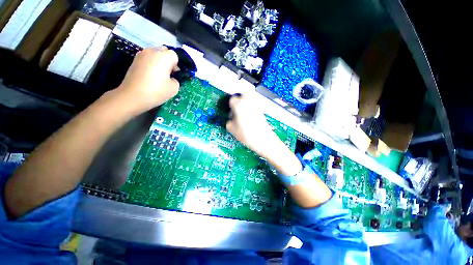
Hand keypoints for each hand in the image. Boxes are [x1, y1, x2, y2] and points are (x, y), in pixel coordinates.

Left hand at [117, 47, 179, 111]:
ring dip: (160, 62)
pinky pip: (148, 58)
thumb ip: (176, 79)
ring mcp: (141, 55)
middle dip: (168, 60)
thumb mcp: (174, 88)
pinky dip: (151, 64)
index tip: (175, 75)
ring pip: (155, 54)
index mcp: (163, 57)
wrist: (132, 96)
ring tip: (159, 75)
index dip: (177, 65)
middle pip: (164, 51)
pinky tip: (150, 75)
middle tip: (168, 74)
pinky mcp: (135, 60)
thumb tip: (171, 77)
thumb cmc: (156, 91)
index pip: (175, 55)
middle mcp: (152, 51)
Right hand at [226, 95, 279, 156]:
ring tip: (243, 116)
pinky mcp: (261, 109)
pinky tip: (249, 118)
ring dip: (244, 105)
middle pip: (240, 97)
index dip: (230, 106)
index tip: (231, 113)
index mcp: (238, 104)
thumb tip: (231, 118)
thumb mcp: (231, 129)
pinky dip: (250, 109)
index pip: (232, 99)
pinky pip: (253, 105)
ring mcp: (255, 104)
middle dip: (237, 104)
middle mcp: (247, 101)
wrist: (262, 139)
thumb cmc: (245, 134)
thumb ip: (229, 121)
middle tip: (236, 113)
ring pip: (247, 100)